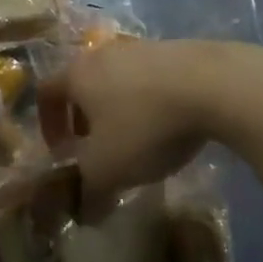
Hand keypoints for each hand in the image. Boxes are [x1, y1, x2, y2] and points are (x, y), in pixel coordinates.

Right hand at [37, 39, 233, 217]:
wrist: (215, 85)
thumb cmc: (145, 126)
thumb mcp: (108, 170)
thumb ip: (89, 192)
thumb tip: (84, 214)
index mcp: (77, 74)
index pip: (46, 92)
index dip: (48, 124)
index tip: (61, 152)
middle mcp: (103, 53)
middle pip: (83, 84)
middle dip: (85, 118)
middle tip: (98, 149)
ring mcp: (143, 47)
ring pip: (119, 80)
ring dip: (120, 109)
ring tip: (138, 139)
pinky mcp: (178, 49)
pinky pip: (152, 78)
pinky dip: (151, 101)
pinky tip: (172, 124)